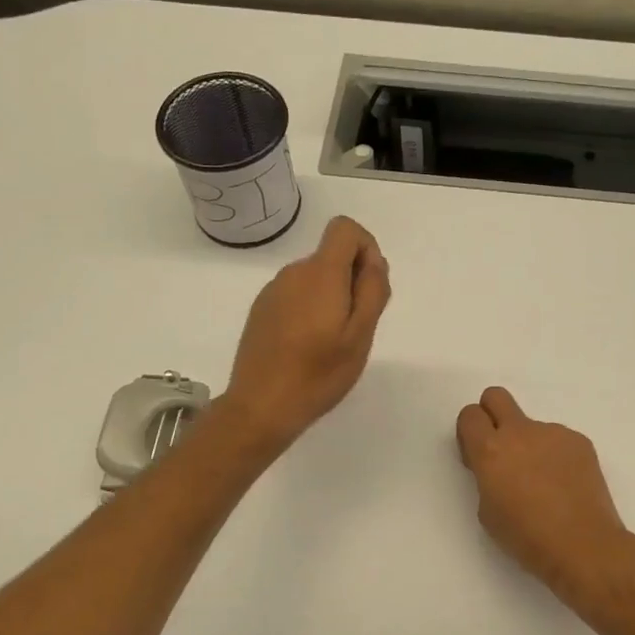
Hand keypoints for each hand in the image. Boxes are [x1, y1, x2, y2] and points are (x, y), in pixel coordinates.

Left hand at [222, 216, 390, 453]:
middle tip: (355, 328)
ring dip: (331, 298)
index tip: (369, 287)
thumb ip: (372, 290)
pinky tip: (306, 347)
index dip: (366, 248)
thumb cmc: (318, 373)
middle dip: (351, 281)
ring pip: (314, 278)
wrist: (260, 406)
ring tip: (330, 343)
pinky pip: (295, 295)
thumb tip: (374, 261)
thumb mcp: (360, 335)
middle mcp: (293, 273)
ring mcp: (272, 291)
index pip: (345, 228)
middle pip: (331, 256)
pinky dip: (309, 310)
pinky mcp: (261, 310)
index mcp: (320, 273)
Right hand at [455, 388, 634, 623]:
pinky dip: (556, 457)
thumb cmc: (527, 538)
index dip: (470, 433)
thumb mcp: (487, 512)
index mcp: (491, 450)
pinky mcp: (579, 441)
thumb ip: (486, 478)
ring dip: (530, 446)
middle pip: (496, 396)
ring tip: (545, 485)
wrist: (584, 546)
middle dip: (492, 415)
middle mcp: (520, 432)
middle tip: (501, 451)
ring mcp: (553, 432)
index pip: (469, 415)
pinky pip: (558, 441)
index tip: (476, 457)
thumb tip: (498, 468)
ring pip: (532, 427)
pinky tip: (566, 487)